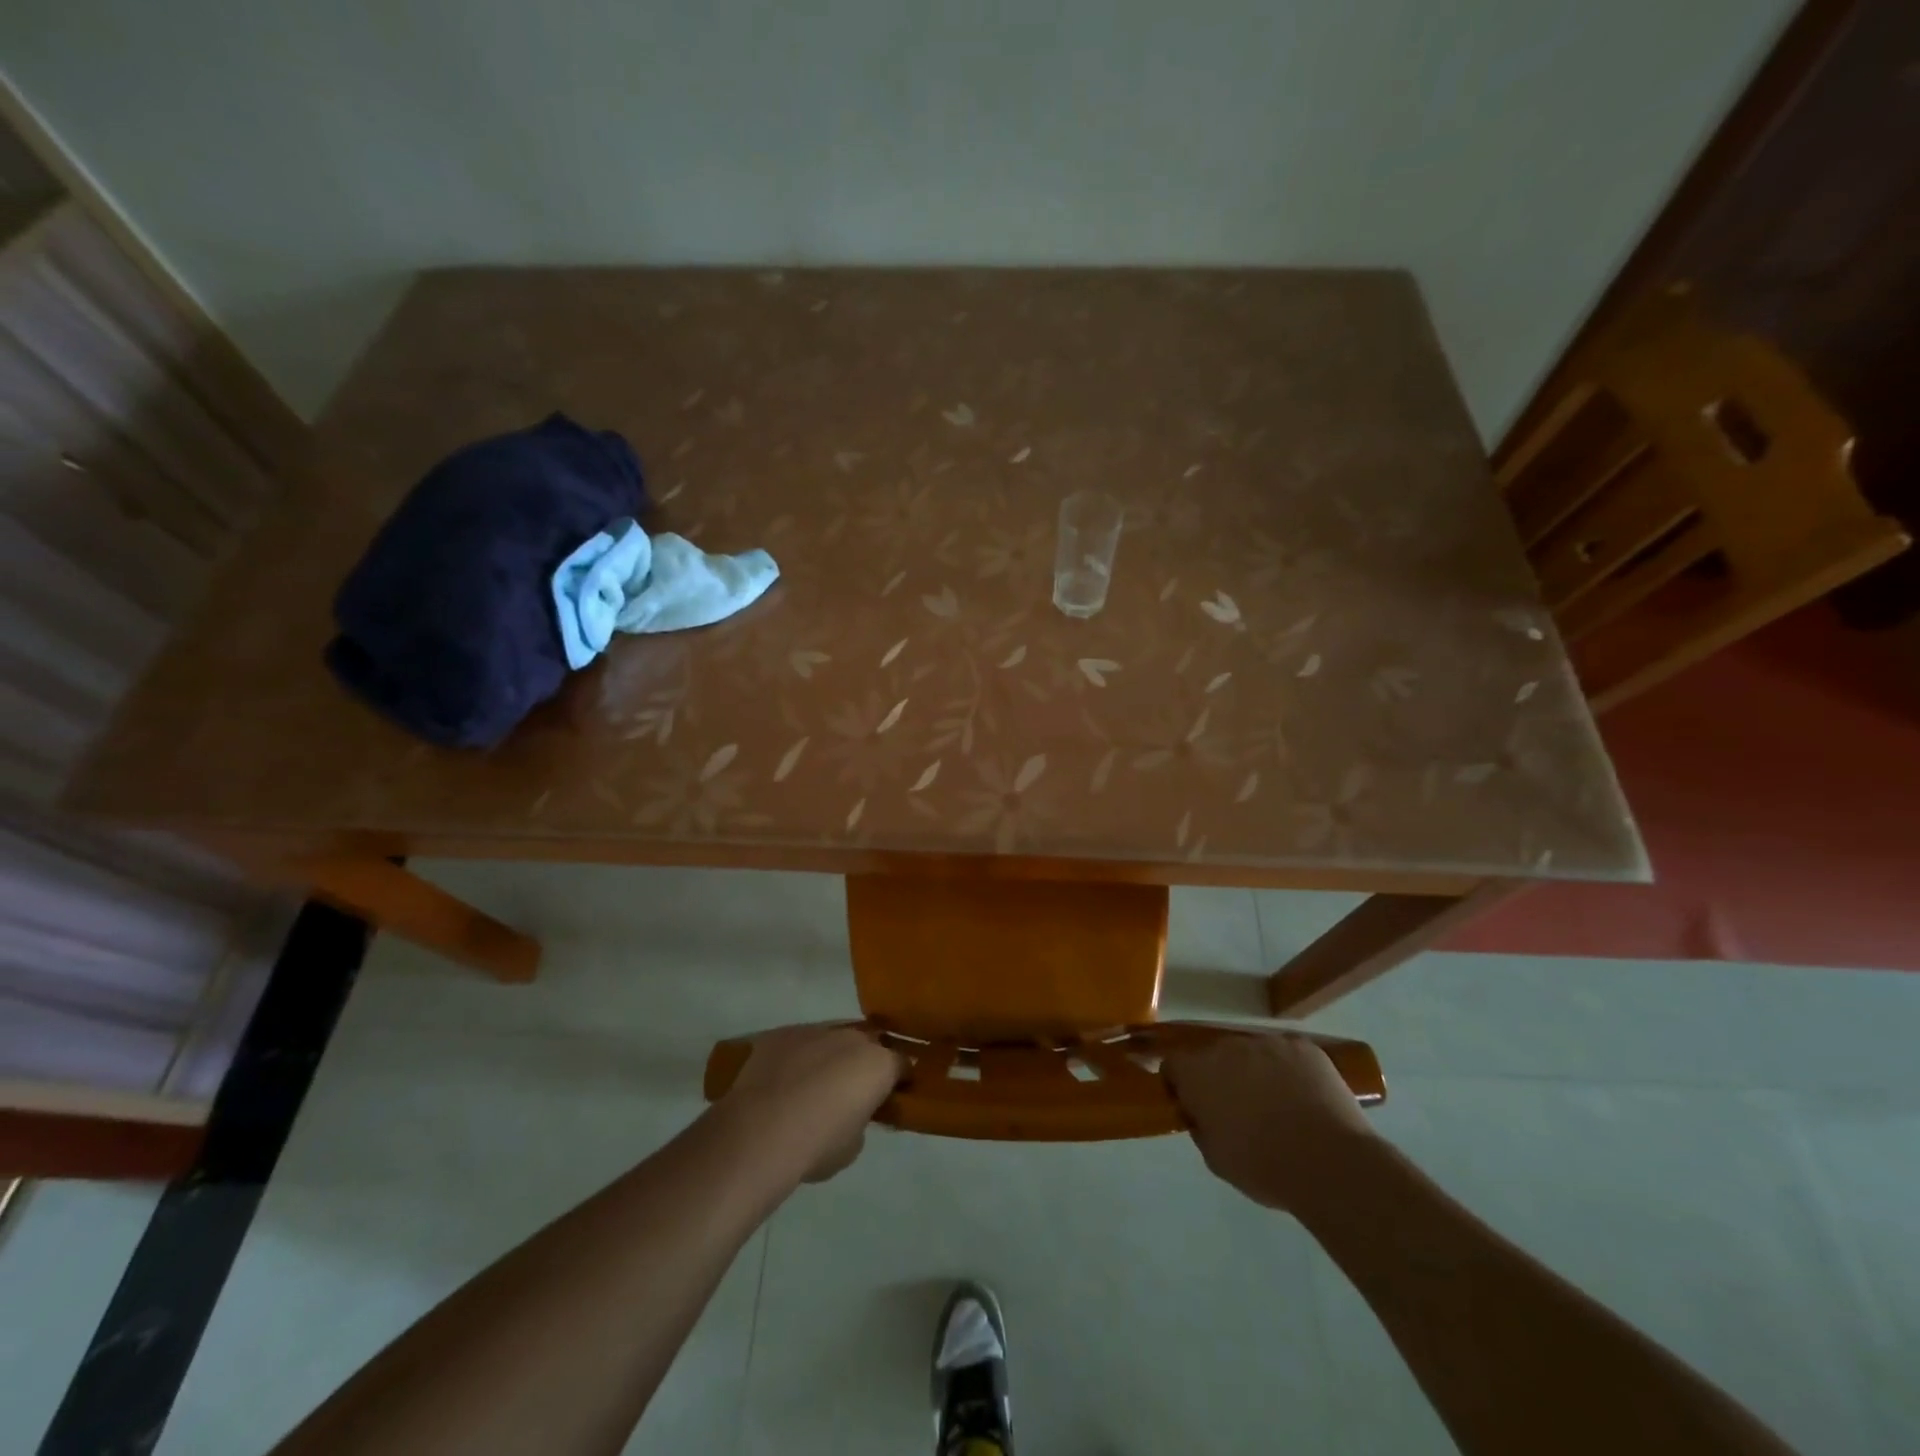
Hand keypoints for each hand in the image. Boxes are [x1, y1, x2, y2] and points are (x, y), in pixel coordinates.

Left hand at [714, 1025, 903, 1183]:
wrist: (761, 1131)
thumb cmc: (817, 1145)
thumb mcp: (853, 1146)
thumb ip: (861, 1122)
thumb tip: (852, 1115)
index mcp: (879, 1064)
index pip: (902, 1065)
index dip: (898, 1081)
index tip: (890, 1098)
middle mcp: (852, 1037)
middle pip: (868, 1043)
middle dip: (864, 1062)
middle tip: (852, 1090)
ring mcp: (816, 1030)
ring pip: (832, 1038)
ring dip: (830, 1056)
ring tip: (813, 1086)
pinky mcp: (782, 1033)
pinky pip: (799, 1042)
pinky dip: (798, 1057)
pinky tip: (783, 1082)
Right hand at [1165, 1031, 1376, 1213]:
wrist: (1330, 1163)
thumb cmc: (1264, 1166)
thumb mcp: (1215, 1158)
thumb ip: (1201, 1126)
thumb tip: (1203, 1113)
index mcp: (1198, 1072)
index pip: (1173, 1064)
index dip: (1181, 1084)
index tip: (1194, 1106)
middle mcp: (1228, 1047)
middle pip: (1215, 1056)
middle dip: (1222, 1077)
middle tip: (1241, 1110)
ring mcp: (1268, 1043)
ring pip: (1253, 1054)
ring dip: (1257, 1072)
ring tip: (1280, 1107)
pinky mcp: (1303, 1047)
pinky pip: (1288, 1055)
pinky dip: (1291, 1072)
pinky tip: (1306, 1101)